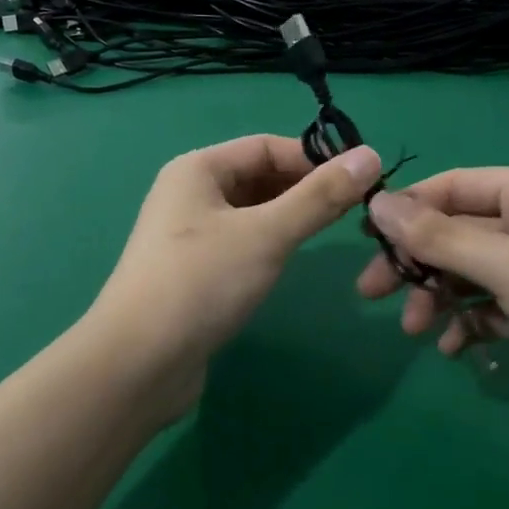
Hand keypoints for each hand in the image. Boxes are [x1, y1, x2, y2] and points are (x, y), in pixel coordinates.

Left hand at [90, 136, 384, 421]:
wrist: (139, 362)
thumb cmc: (201, 283)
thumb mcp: (267, 234)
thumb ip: (319, 197)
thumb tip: (370, 156)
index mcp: (197, 169)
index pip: (266, 146)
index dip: (314, 158)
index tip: (363, 180)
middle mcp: (188, 193)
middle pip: (257, 177)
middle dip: (304, 188)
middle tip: (356, 210)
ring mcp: (187, 234)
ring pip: (250, 212)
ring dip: (289, 217)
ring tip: (332, 232)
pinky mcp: (193, 271)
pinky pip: (240, 242)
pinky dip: (269, 244)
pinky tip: (291, 260)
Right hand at [357, 167, 508, 465]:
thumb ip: (438, 236)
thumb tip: (376, 202)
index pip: (453, 187)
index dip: (406, 210)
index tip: (365, 242)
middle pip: (459, 233)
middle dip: (417, 263)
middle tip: (372, 294)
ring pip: (475, 274)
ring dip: (440, 298)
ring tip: (417, 332)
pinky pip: (497, 307)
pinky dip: (472, 323)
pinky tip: (455, 349)